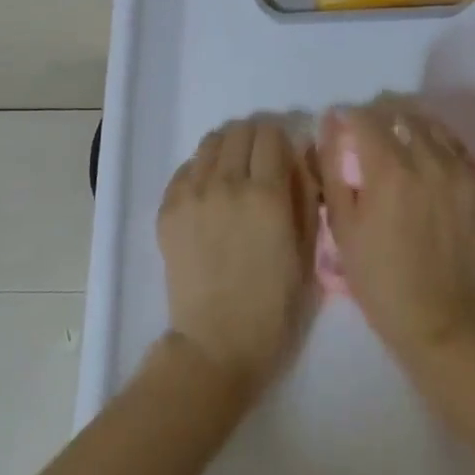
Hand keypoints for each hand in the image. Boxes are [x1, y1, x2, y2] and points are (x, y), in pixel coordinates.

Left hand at [158, 116, 315, 400]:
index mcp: (267, 194)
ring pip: (210, 142)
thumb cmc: (274, 306)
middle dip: (255, 138)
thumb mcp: (307, 251)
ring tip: (234, 171)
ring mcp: (192, 195)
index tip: (285, 154)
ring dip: (228, 148)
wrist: (216, 344)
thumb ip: (305, 196)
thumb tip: (299, 157)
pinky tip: (209, 191)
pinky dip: (201, 169)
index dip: (282, 138)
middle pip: (240, 130)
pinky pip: (185, 168)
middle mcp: (227, 183)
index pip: (271, 133)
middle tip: (262, 160)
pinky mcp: (168, 210)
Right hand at [316, 98, 474, 365]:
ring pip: (431, 124)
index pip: (366, 117)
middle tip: (367, 132)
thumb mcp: (342, 226)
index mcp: (390, 170)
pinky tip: (426, 160)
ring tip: (397, 141)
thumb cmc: (380, 278)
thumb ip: (332, 168)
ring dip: (409, 124)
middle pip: (400, 112)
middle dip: (378, 115)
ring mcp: (461, 170)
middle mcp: (429, 160)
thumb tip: (331, 125)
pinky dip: (437, 143)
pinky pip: (456, 146)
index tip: (340, 124)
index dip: (348, 116)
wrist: (441, 321)